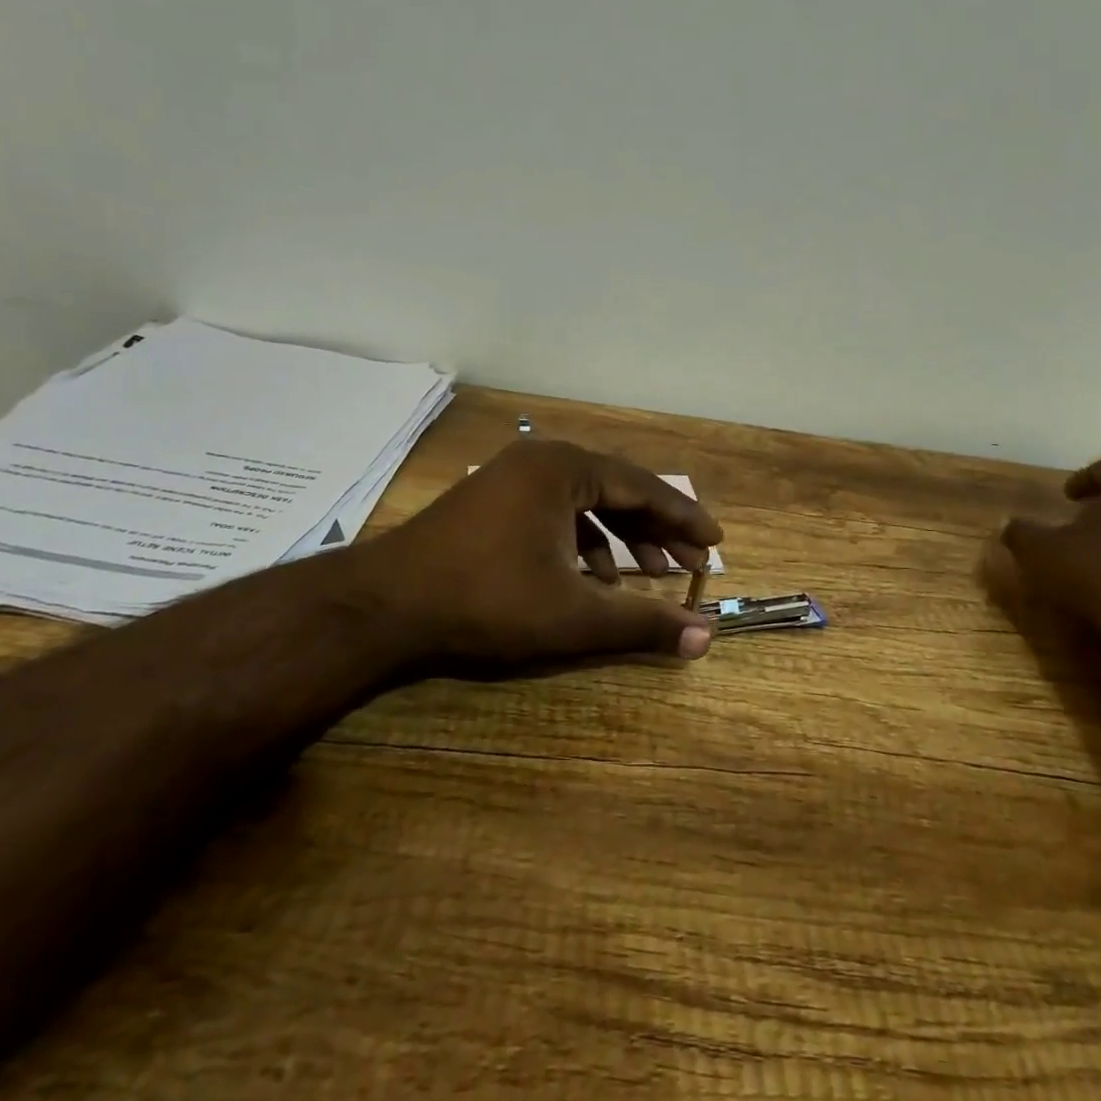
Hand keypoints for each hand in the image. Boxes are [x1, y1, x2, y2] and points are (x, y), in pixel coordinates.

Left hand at [335, 439, 722, 665]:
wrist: (384, 606)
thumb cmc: (486, 600)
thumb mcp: (572, 615)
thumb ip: (641, 623)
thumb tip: (705, 639)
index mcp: (565, 468)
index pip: (643, 487)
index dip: (684, 517)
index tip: (716, 541)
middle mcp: (542, 460)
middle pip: (617, 491)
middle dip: (657, 530)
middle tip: (691, 564)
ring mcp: (513, 478)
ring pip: (586, 503)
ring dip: (622, 539)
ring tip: (651, 575)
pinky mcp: (493, 500)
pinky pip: (556, 512)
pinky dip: (584, 542)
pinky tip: (595, 578)